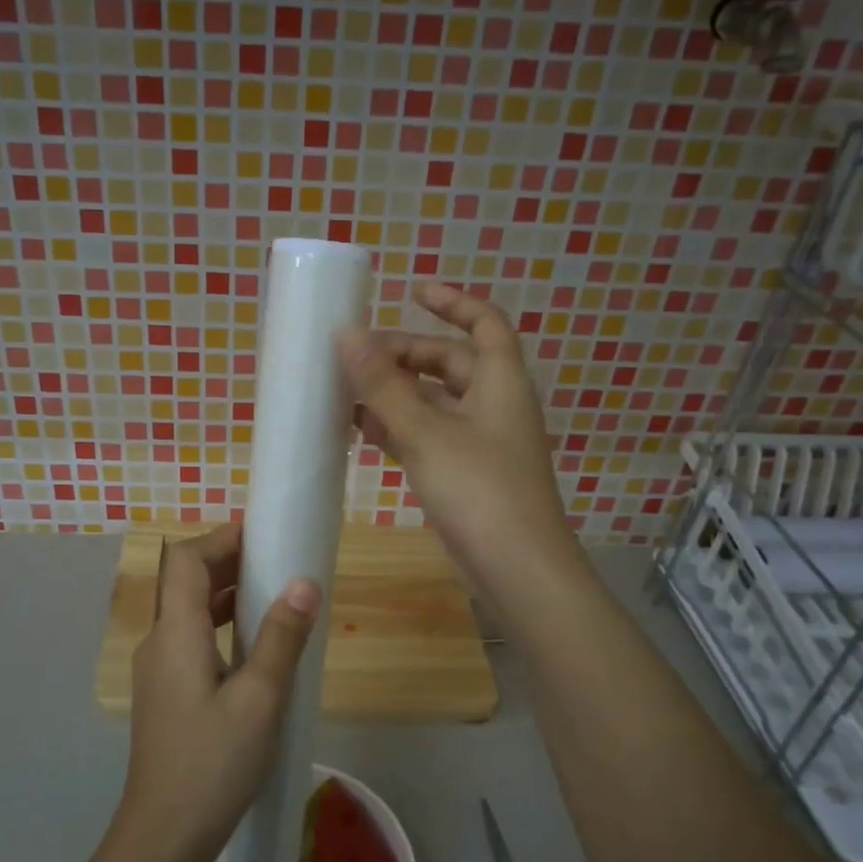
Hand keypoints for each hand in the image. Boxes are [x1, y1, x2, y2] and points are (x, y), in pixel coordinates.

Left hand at [116, 525, 319, 861]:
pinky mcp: (165, 695)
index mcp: (175, 634)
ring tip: (273, 596)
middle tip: (277, 560)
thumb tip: (304, 583)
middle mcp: (159, 643)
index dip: (220, 539)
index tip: (262, 534)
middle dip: (228, 563)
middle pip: (186, 583)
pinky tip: (254, 648)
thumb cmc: (212, 765)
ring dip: (225, 596)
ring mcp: (158, 671)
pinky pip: (191, 640)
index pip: (186, 561)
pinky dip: (220, 627)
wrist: (162, 838)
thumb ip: (280, 638)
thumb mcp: (259, 699)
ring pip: (189, 613)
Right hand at [337, 282, 577, 596]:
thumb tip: (347, 335)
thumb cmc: (479, 489)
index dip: (452, 301)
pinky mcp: (464, 474)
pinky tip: (359, 428)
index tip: (412, 290)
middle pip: (449, 362)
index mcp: (500, 381)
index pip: (484, 322)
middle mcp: (494, 404)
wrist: (516, 570)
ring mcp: (479, 442)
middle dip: (405, 353)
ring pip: (433, 402)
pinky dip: (397, 427)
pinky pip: (427, 436)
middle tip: (356, 353)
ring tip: (346, 386)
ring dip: (395, 392)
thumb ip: (384, 385)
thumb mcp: (426, 432)